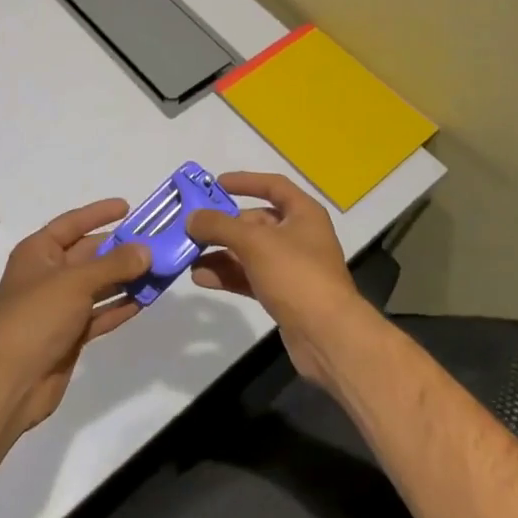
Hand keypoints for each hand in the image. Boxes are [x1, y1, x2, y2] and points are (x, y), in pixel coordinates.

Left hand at [0, 199, 150, 441]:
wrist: (10, 381)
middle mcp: (48, 274)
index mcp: (38, 252)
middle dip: (120, 249)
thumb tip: (146, 250)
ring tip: (160, 270)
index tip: (128, 206)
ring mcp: (59, 306)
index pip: (72, 223)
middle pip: (89, 254)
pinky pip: (100, 313)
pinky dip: (120, 306)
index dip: (98, 213)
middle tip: (156, 242)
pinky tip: (146, 300)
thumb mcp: (76, 282)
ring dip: (126, 278)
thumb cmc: (36, 317)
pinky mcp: (70, 334)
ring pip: (98, 285)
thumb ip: (114, 264)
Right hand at [186, 171, 371, 388]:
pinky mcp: (283, 294)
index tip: (216, 184)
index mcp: (303, 213)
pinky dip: (227, 275)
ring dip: (220, 252)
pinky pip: (250, 276)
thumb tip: (192, 218)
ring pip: (249, 251)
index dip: (245, 181)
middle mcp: (299, 236)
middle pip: (256, 222)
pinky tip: (201, 278)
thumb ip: (219, 226)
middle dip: (223, 224)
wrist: (328, 336)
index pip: (273, 186)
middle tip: (192, 226)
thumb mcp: (254, 242)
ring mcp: (291, 267)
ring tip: (189, 255)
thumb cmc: (296, 274)